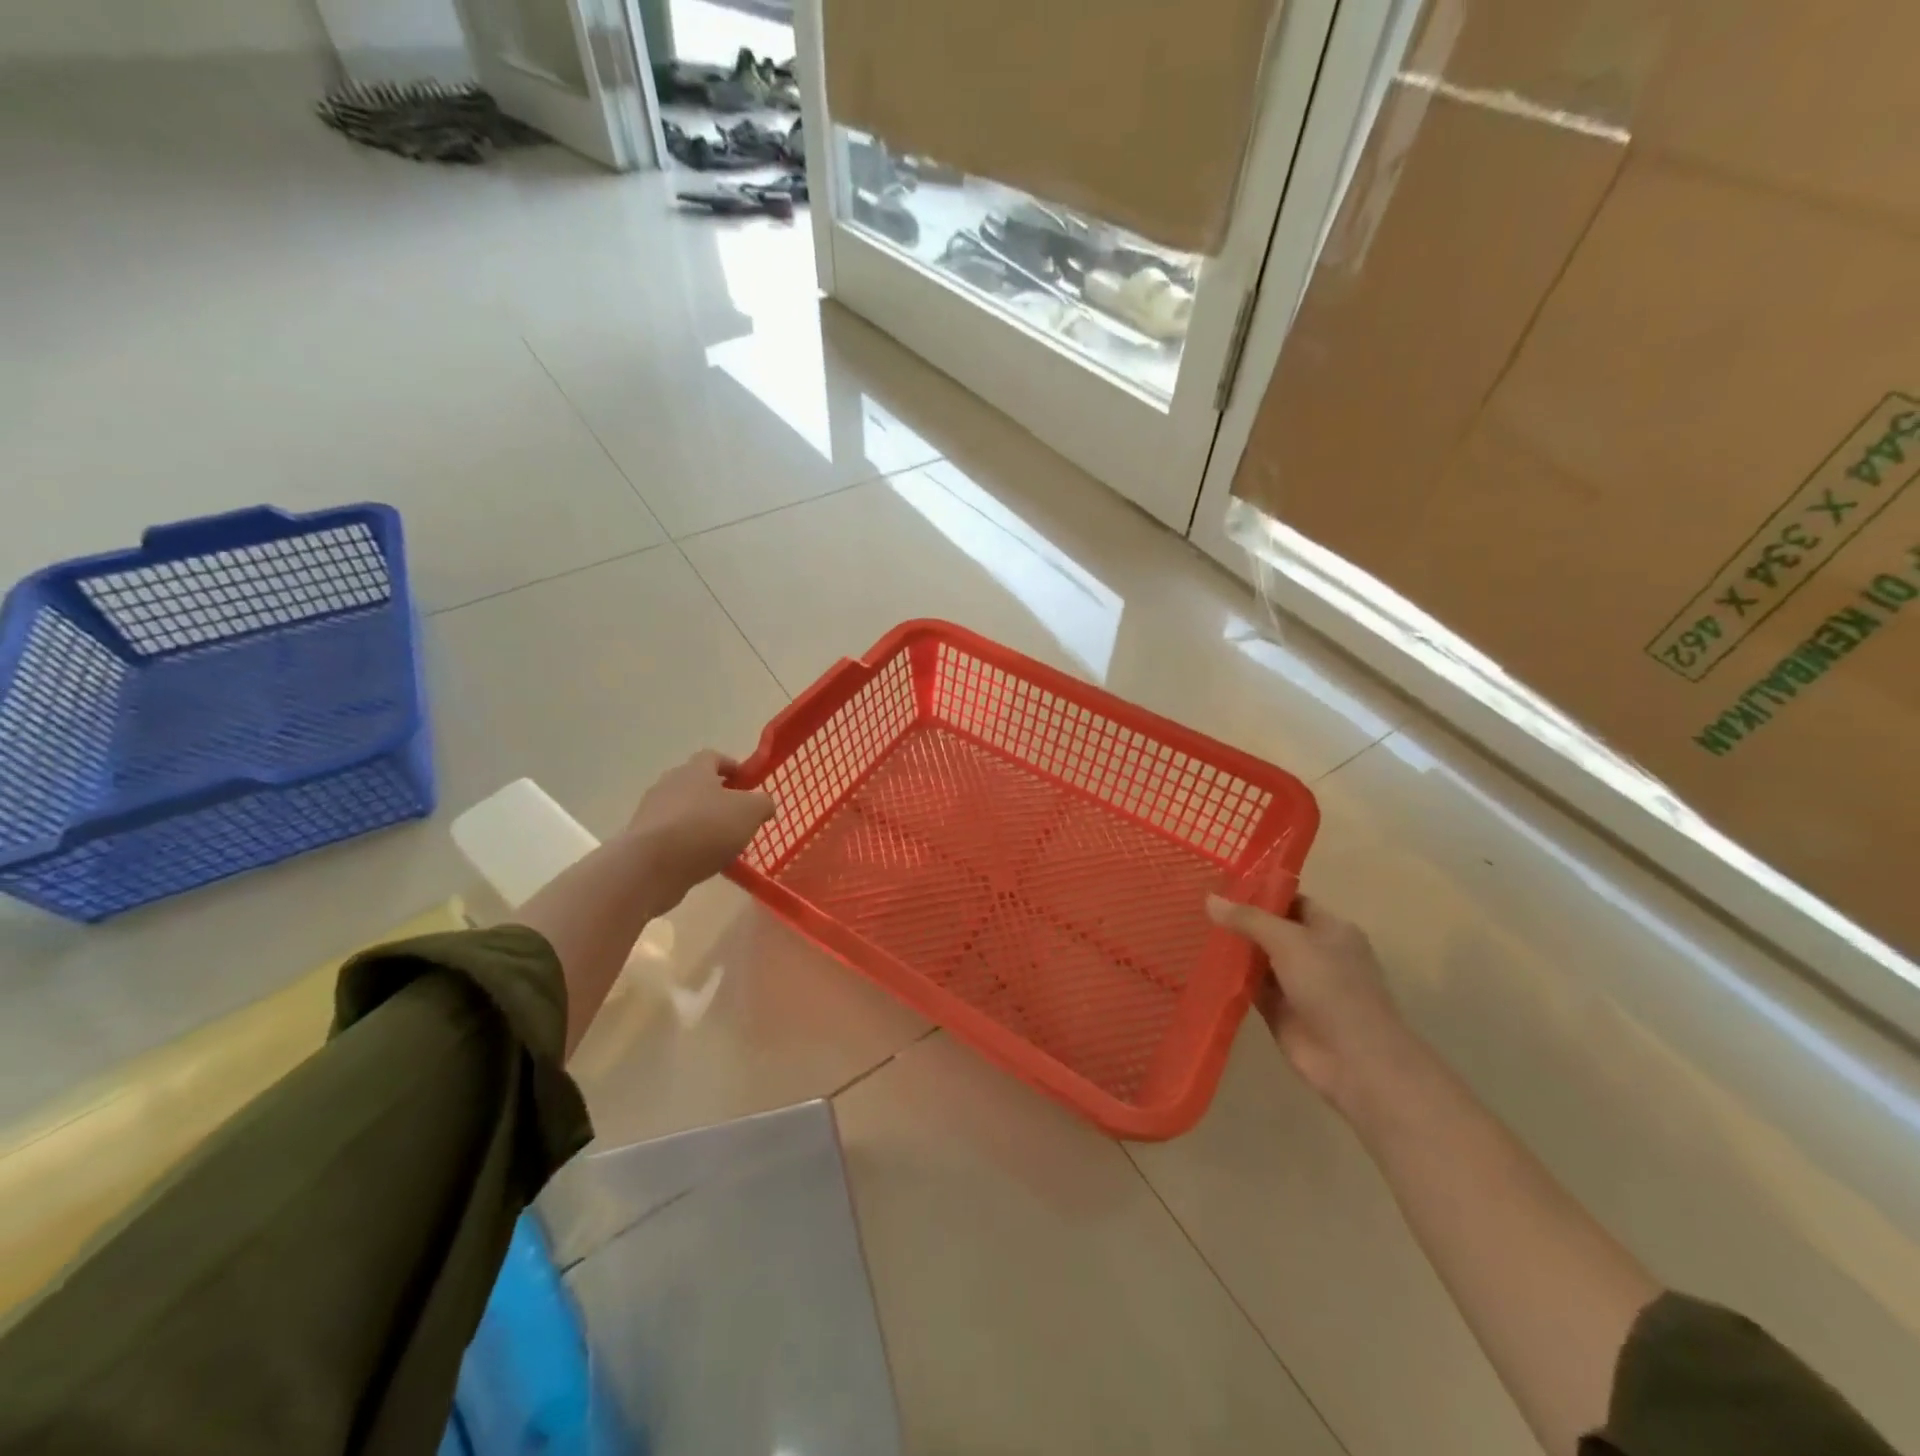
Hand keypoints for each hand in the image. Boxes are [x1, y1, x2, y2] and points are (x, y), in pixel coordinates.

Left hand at [624, 751, 775, 905]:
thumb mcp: (750, 812)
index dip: (731, 767)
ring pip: (683, 812)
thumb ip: (763, 803)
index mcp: (695, 770)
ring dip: (702, 823)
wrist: (651, 866)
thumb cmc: (706, 828)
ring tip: (722, 845)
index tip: (746, 782)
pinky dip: (687, 844)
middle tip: (738, 816)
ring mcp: (651, 812)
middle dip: (717, 798)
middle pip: (696, 784)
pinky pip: (671, 836)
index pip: (713, 757)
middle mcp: (669, 784)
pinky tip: (701, 862)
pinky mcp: (642, 840)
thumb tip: (764, 804)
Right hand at [1206, 894, 1415, 1118]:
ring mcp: (1297, 983)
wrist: (1355, 1060)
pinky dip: (1231, 977)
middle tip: (1197, 905)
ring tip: (1192, 929)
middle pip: (1271, 929)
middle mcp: (1315, 953)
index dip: (1259, 892)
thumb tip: (1210, 899)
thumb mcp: (1289, 941)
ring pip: (1259, 958)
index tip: (1221, 885)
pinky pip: (1251, 986)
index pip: (1291, 901)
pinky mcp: (1280, 1010)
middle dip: (1240, 920)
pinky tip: (1201, 965)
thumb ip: (1248, 920)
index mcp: (1330, 929)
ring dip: (1233, 949)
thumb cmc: (1331, 988)